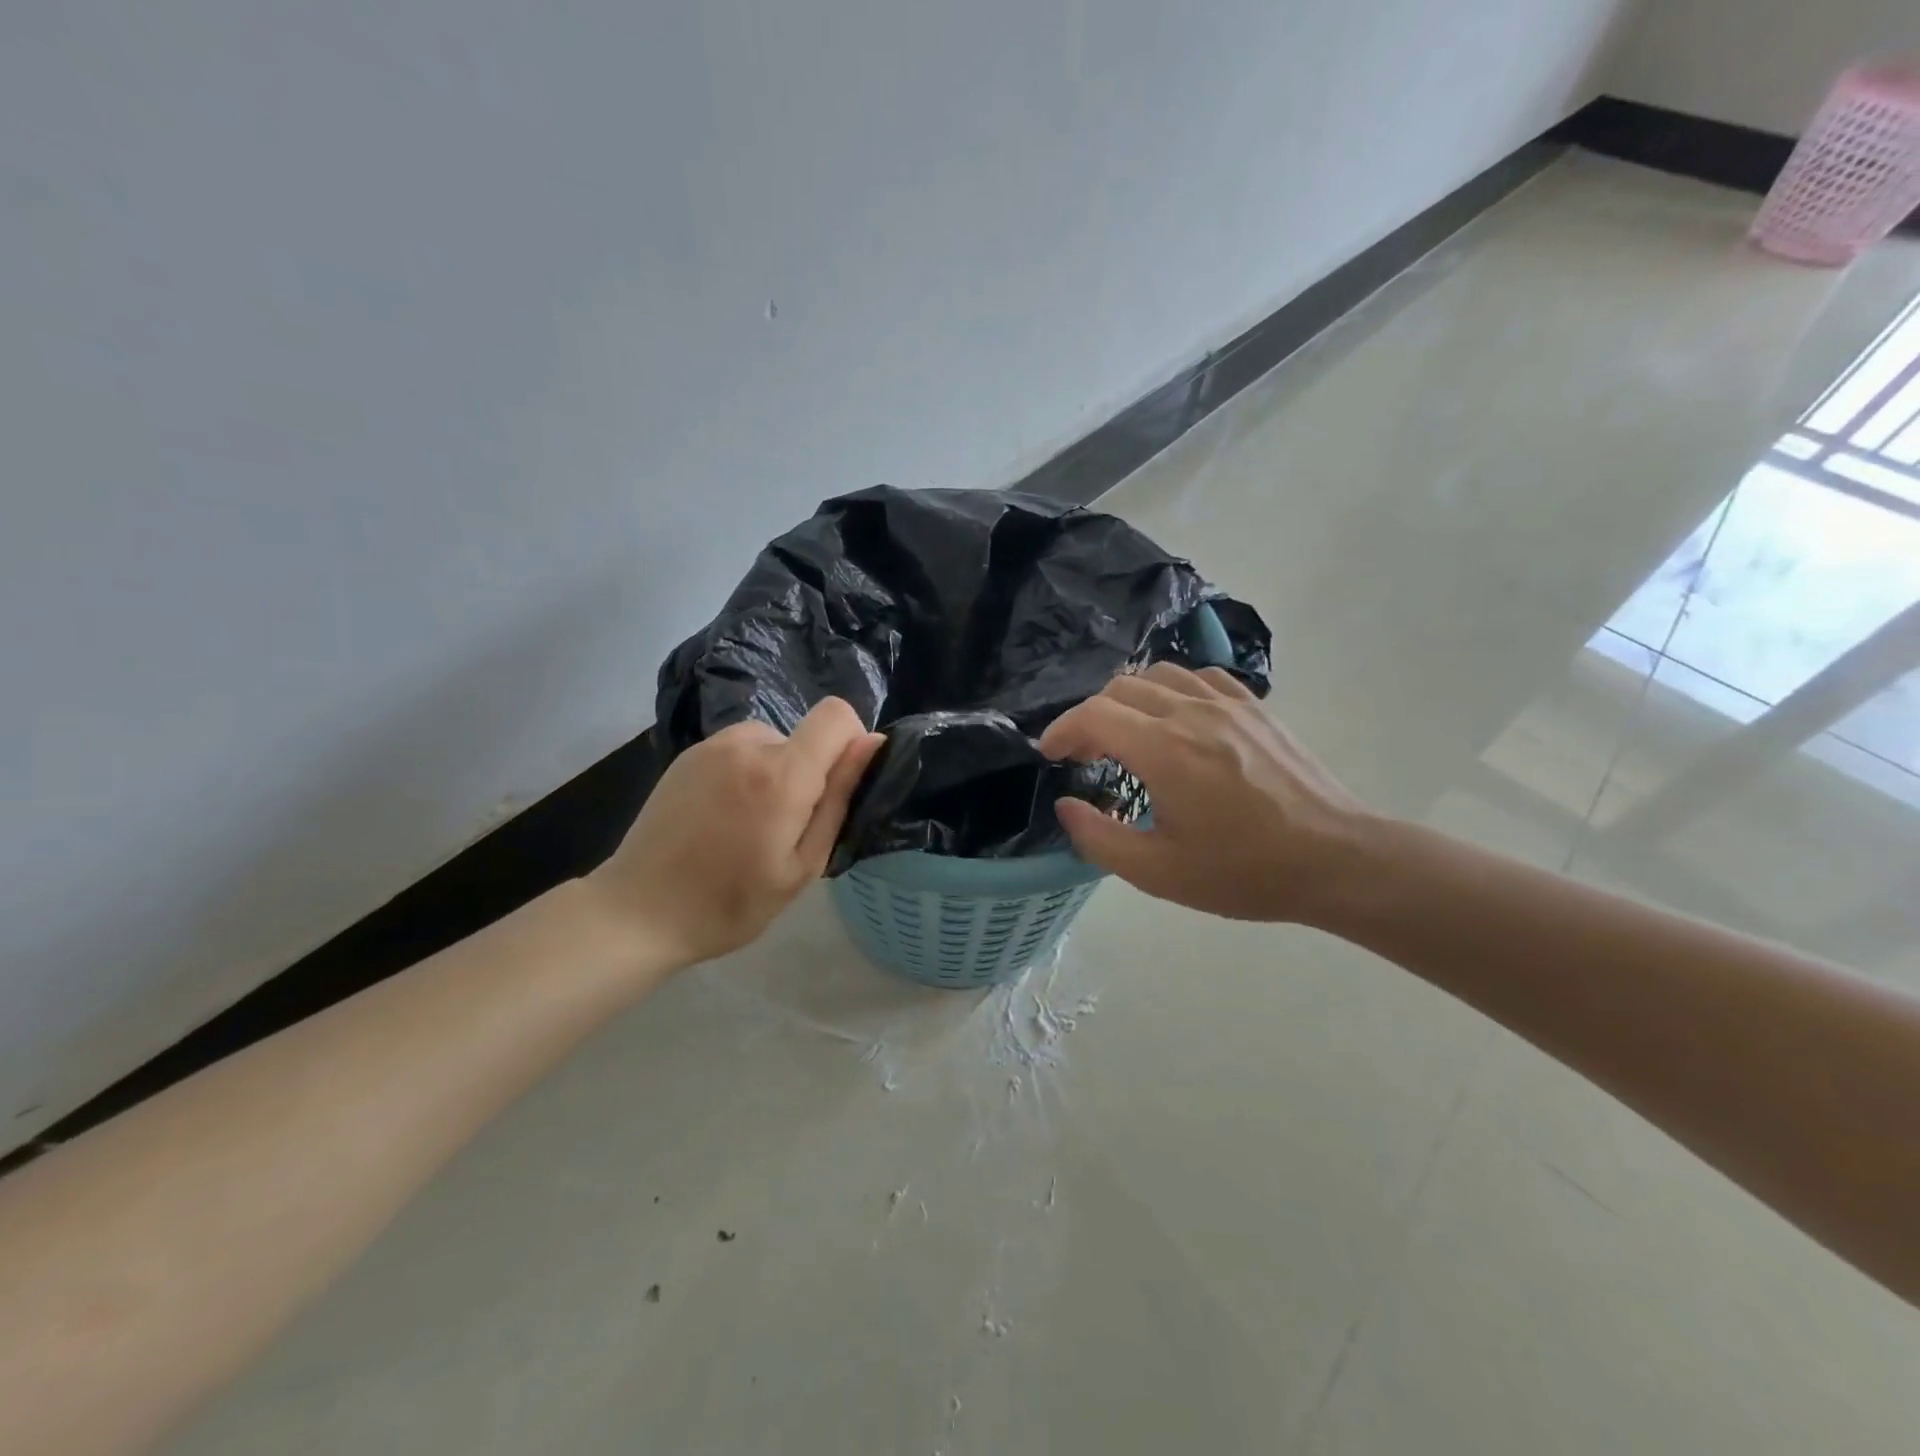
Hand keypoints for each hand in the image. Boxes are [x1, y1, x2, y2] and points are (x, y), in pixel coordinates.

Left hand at [587, 699, 885, 964]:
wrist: (638, 911)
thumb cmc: (730, 903)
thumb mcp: (802, 864)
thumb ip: (839, 798)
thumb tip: (871, 743)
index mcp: (782, 773)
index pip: (837, 714)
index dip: (851, 742)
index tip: (837, 788)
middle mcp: (747, 743)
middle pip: (804, 737)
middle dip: (808, 774)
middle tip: (784, 831)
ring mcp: (712, 746)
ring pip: (772, 744)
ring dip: (776, 774)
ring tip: (749, 827)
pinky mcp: (687, 754)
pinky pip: (739, 751)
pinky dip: (745, 774)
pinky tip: (720, 818)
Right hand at [1039, 663, 1373, 924]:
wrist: (1335, 859)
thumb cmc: (1243, 871)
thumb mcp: (1158, 872)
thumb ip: (1099, 838)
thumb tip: (1066, 806)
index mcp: (1163, 750)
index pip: (1093, 715)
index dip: (1061, 730)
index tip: (1051, 755)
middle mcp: (1190, 712)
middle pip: (1119, 689)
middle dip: (1090, 717)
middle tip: (1085, 755)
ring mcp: (1227, 703)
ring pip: (1159, 675)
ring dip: (1128, 700)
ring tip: (1126, 734)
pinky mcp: (1255, 707)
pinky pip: (1200, 678)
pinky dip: (1172, 691)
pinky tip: (1176, 720)